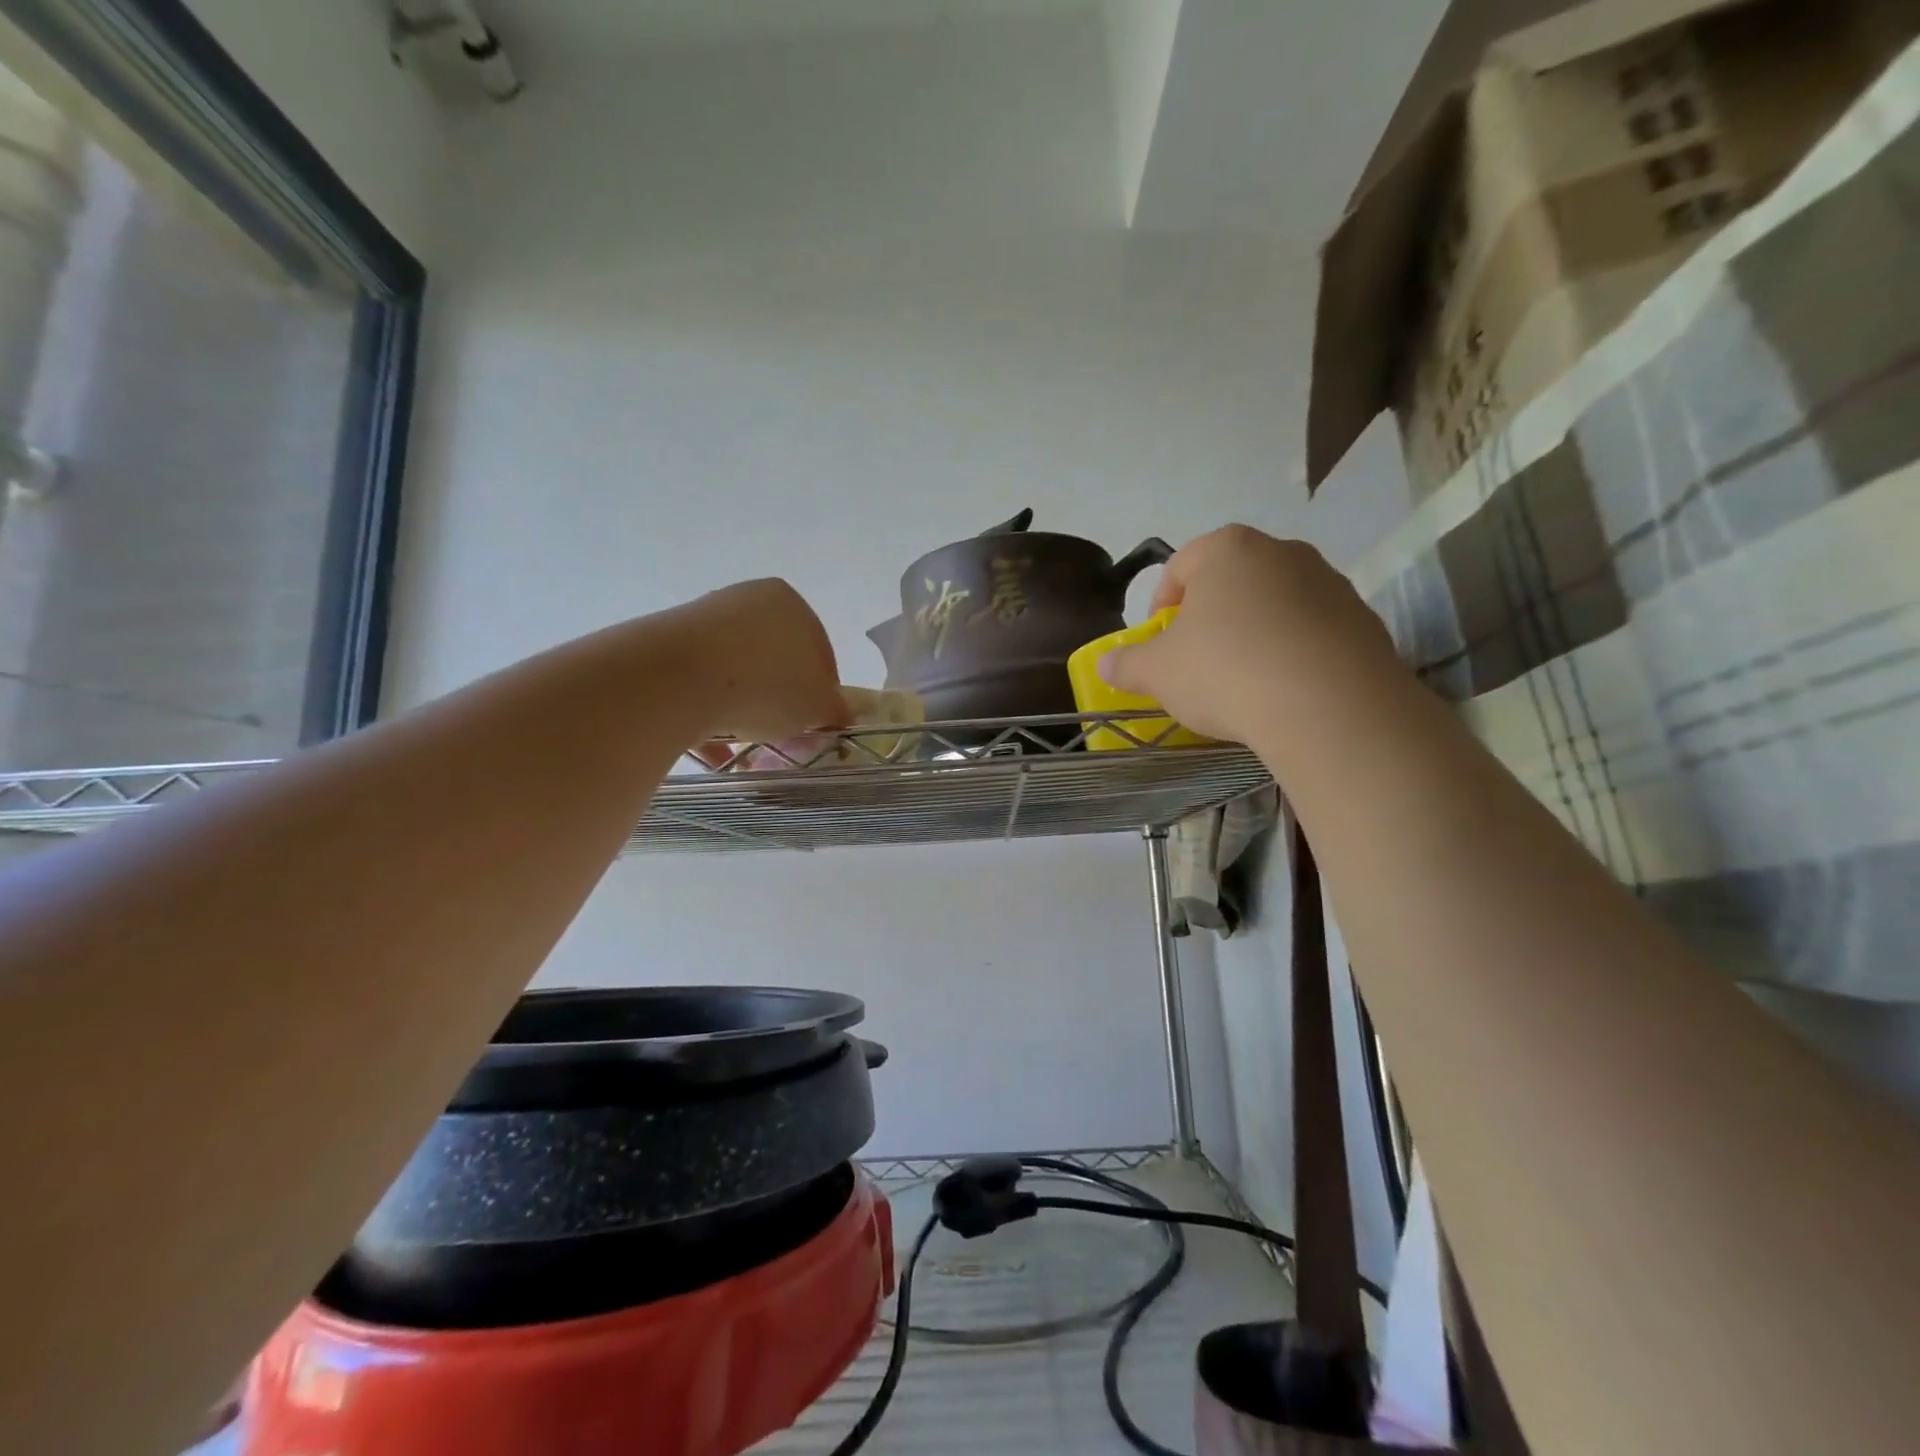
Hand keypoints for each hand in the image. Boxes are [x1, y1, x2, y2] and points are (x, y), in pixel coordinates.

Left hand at [665, 579, 847, 746]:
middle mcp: (746, 601)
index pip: (820, 650)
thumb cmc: (765, 684)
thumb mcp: (817, 705)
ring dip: (746, 708)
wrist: (675, 680)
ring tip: (749, 746)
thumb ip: (835, 709)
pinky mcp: (666, 647)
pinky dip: (710, 715)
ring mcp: (702, 620)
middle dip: (782, 700)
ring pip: (737, 674)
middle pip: (776, 659)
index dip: (824, 692)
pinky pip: (700, 687)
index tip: (819, 724)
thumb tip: (838, 714)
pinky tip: (715, 749)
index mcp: (789, 603)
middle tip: (786, 736)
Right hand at [1098, 525, 1399, 745]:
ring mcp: (1330, 583)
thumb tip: (1107, 663)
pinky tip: (1284, 692)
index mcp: (1227, 550)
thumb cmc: (1225, 671)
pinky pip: (1312, 634)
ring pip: (1274, 607)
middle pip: (1231, 583)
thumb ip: (1127, 664)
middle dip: (1210, 620)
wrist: (1328, 707)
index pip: (1180, 567)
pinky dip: (1293, 655)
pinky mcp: (1363, 621)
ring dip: (1254, 635)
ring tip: (1244, 682)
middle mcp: (1282, 552)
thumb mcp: (1157, 673)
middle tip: (1198, 663)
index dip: (1160, 607)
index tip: (1159, 645)